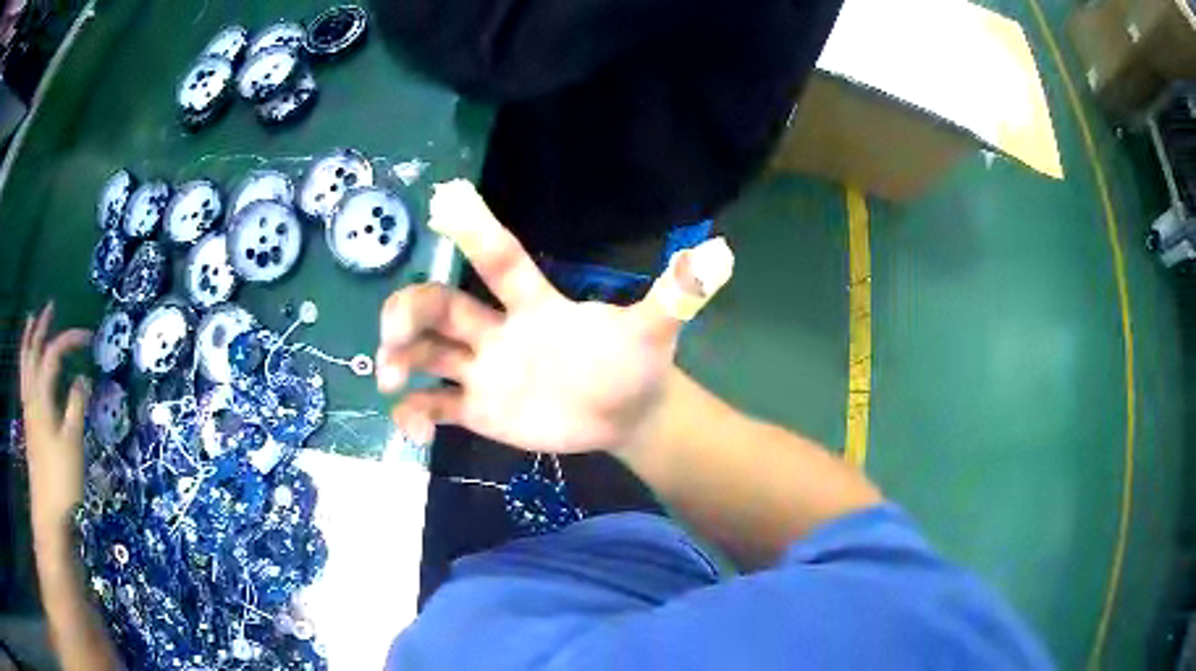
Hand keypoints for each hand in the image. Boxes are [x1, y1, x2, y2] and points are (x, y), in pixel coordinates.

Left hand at [20, 303, 91, 534]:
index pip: (53, 353)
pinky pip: (24, 380)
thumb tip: (82, 378)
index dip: (69, 339)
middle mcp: (31, 395)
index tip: (89, 337)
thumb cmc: (61, 477)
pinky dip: (25, 363)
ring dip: (28, 339)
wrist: (48, 510)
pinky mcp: (28, 422)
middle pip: (33, 350)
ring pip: (24, 364)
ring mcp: (27, 409)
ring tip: (31, 322)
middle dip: (41, 326)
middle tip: (50, 308)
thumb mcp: (73, 443)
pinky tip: (28, 365)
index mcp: (42, 396)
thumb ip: (76, 406)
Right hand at [376, 180, 732, 453]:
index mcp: (534, 303)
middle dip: (411, 310)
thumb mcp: (655, 330)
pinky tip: (412, 430)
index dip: (475, 230)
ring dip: (402, 359)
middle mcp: (498, 329)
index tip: (443, 199)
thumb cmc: (634, 363)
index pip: (500, 260)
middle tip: (394, 331)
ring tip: (391, 379)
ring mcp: (484, 369)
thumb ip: (675, 294)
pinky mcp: (478, 408)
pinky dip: (416, 415)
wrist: (626, 412)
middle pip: (441, 305)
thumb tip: (721, 253)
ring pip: (429, 353)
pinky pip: (437, 406)